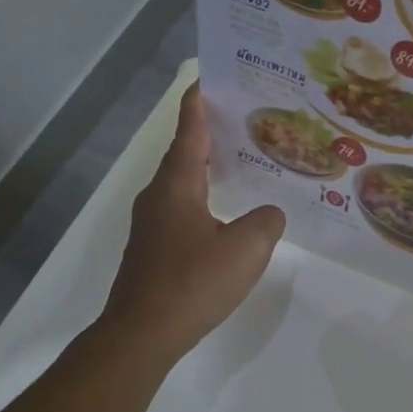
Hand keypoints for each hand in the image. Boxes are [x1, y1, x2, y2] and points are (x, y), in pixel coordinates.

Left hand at [101, 83, 284, 368]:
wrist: (143, 333)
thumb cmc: (193, 283)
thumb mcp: (247, 248)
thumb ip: (266, 221)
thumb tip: (269, 213)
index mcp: (176, 186)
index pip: (188, 131)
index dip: (199, 104)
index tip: (210, 79)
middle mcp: (158, 197)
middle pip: (184, 154)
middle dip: (209, 134)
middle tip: (243, 120)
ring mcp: (152, 225)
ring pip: (182, 184)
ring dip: (207, 168)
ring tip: (240, 162)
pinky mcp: (154, 249)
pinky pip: (182, 210)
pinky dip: (204, 198)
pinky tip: (226, 213)